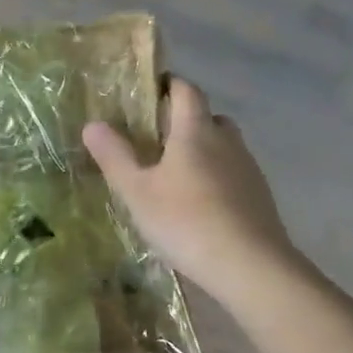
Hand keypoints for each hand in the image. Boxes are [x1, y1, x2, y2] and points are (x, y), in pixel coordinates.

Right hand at [83, 78, 300, 304]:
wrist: (250, 267)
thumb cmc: (185, 221)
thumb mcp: (137, 191)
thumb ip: (115, 156)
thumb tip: (92, 124)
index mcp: (196, 131)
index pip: (186, 90)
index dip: (169, 85)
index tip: (149, 92)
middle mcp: (227, 141)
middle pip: (208, 117)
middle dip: (185, 121)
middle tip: (156, 139)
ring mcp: (248, 169)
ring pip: (223, 146)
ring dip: (202, 151)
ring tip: (175, 175)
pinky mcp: (259, 197)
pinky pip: (233, 174)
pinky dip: (216, 177)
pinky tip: (199, 205)